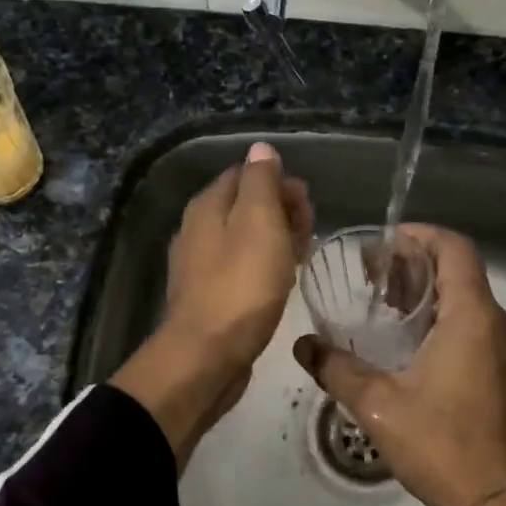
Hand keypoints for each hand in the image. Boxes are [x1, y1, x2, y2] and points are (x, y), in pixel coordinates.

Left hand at [113, 142, 310, 465]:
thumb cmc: (241, 285)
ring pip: (245, 237)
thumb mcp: (259, 222)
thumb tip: (261, 149)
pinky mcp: (208, 295)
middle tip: (308, 234)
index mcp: (208, 205)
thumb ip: (261, 181)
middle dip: (281, 211)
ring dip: (276, 240)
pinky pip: (241, 267)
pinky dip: (263, 266)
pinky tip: (280, 282)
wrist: (207, 356)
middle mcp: (197, 228)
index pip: (247, 173)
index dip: (280, 183)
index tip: (307, 206)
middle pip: (245, 205)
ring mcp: (199, 264)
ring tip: (302, 257)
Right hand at [294, 224, 505, 505]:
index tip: (384, 242)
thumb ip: (337, 369)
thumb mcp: (378, 406)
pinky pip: (472, 324)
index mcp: (473, 317)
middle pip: (457, 270)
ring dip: (425, 291)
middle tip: (370, 272)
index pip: (454, 249)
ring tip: (380, 300)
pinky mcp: (503, 371)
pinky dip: (439, 316)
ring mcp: (503, 348)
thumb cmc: (443, 444)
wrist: (500, 502)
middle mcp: (495, 323)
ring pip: (465, 298)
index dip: (420, 235)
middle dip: (413, 263)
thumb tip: (303, 345)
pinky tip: (405, 339)